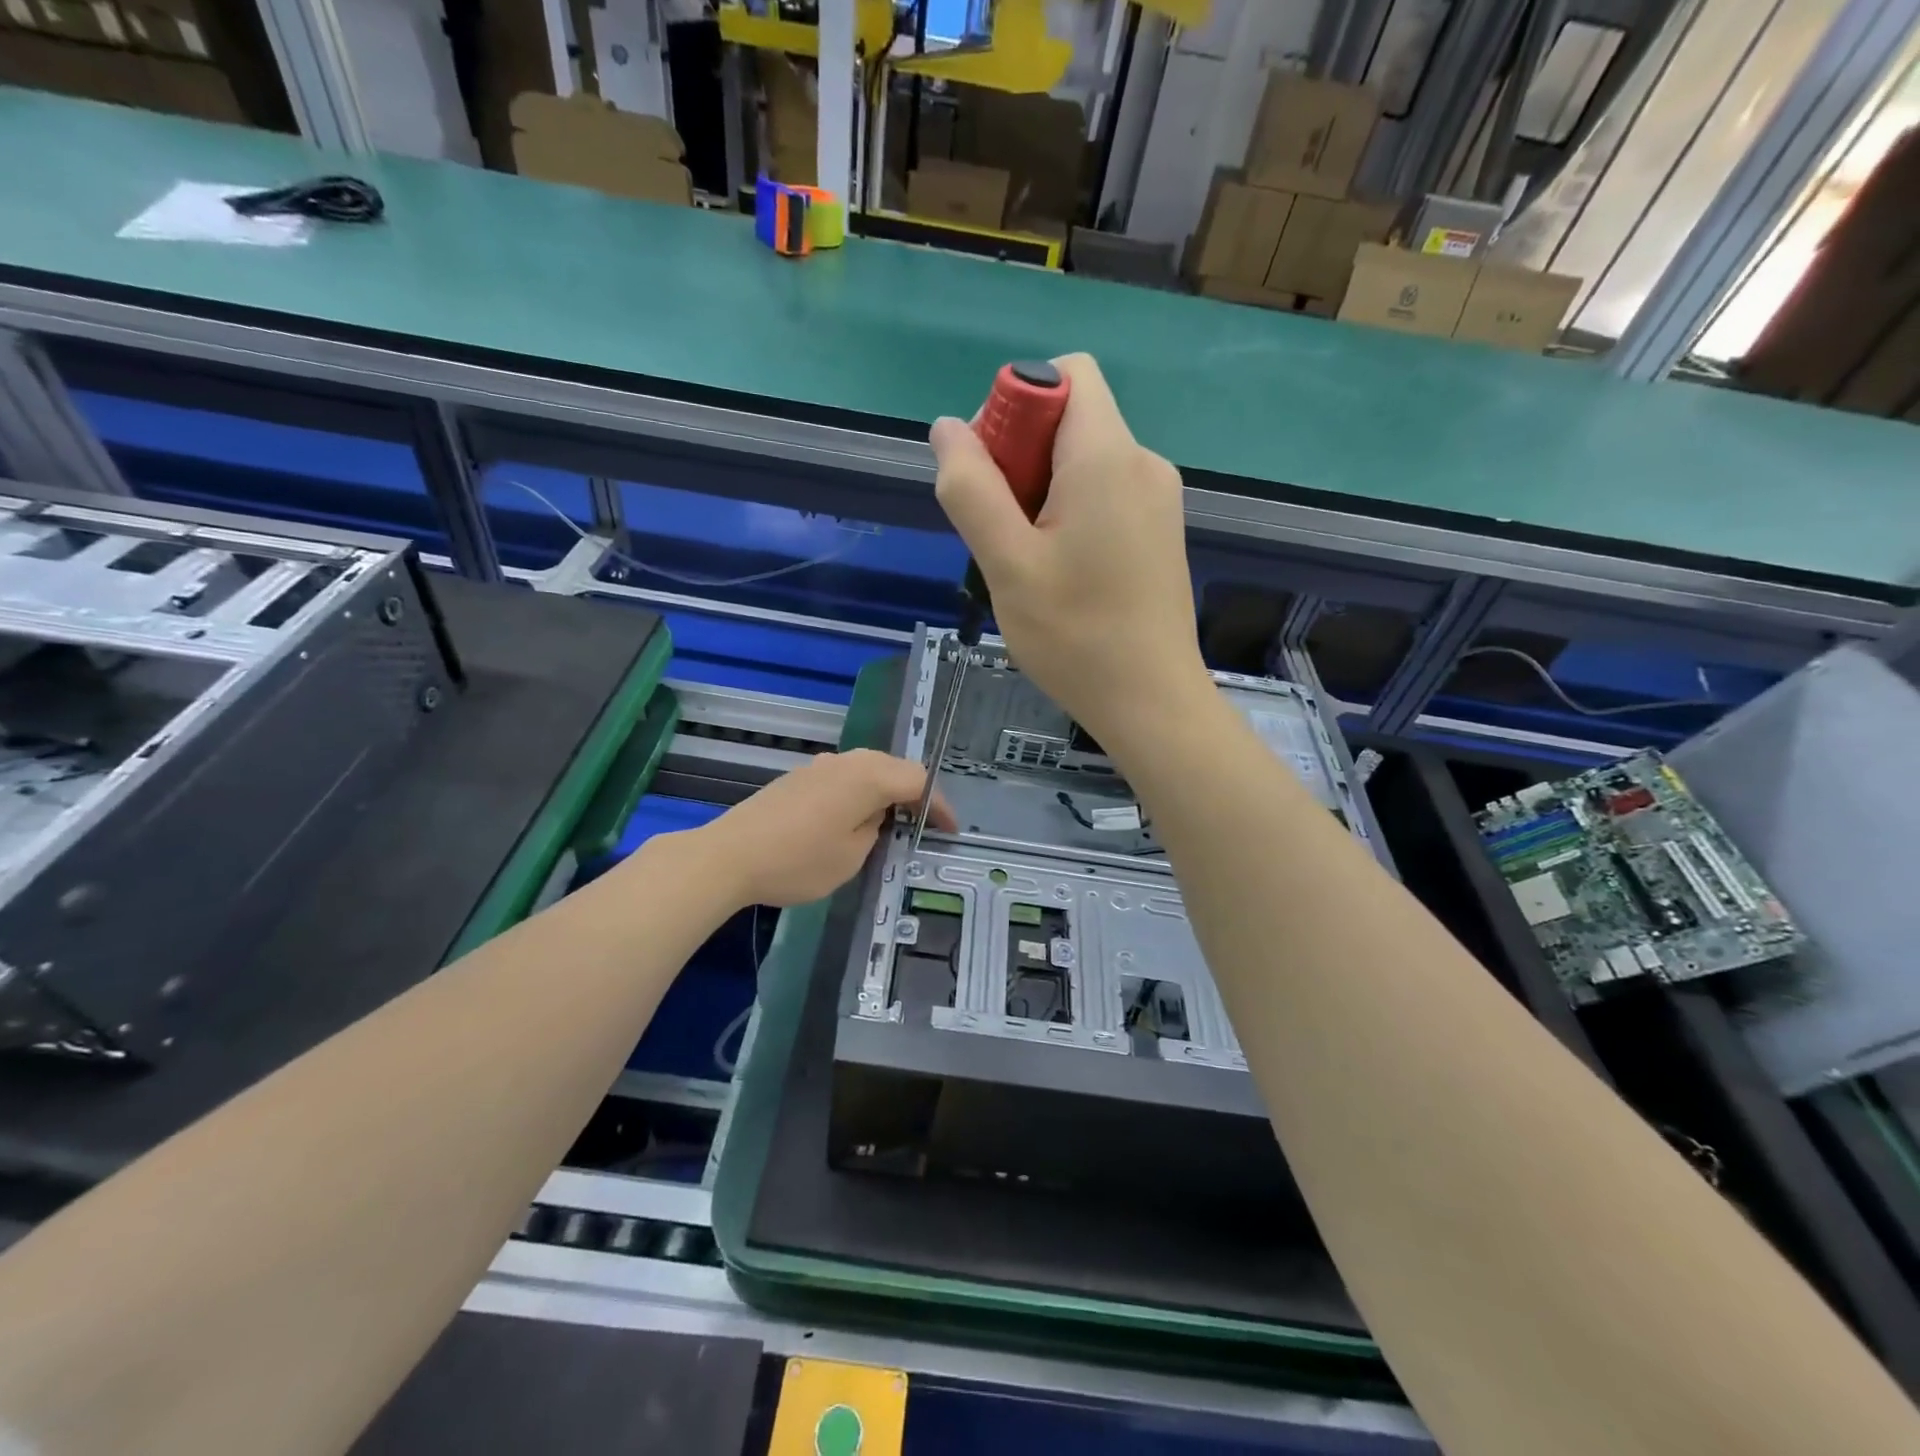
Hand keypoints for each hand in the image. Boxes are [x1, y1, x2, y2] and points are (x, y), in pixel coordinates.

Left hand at [698, 749, 954, 906]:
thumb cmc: (799, 860)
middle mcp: (848, 761)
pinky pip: (845, 777)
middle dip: (915, 794)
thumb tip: (876, 816)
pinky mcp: (799, 777)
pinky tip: (855, 818)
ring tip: (894, 822)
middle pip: (895, 768)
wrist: (729, 855)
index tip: (950, 830)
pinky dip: (861, 793)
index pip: (918, 780)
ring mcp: (820, 765)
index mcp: (869, 776)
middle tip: (926, 824)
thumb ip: (876, 830)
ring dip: (886, 792)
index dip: (940, 805)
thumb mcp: (852, 856)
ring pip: (868, 770)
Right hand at [930, 354, 1208, 747]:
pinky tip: (1059, 572)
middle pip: (1070, 418)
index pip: (1065, 373)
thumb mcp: (1007, 563)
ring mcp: (1158, 498)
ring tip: (1026, 561)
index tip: (991, 470)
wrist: (1152, 702)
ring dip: (1040, 492)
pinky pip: (1105, 494)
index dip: (1016, 403)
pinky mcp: (1160, 531)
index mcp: (1108, 455)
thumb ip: (971, 489)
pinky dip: (1070, 514)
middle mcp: (1142, 462)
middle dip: (1021, 456)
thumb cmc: (1075, 635)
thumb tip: (948, 428)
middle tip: (1000, 530)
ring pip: (1084, 461)